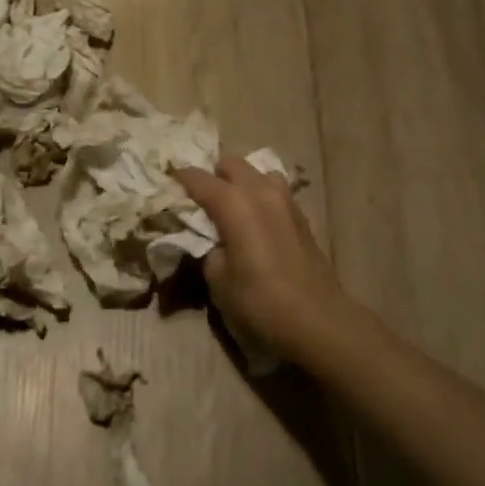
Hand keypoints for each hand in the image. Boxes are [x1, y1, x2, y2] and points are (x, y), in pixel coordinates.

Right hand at [174, 159, 361, 367]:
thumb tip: (210, 239)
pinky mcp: (301, 216)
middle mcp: (260, 191)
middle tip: (200, 201)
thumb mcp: (217, 279)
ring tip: (231, 208)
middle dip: (213, 176)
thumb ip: (207, 248)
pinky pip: (274, 191)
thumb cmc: (259, 301)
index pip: (198, 178)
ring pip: (257, 173)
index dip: (179, 179)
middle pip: (231, 164)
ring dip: (241, 183)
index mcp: (233, 203)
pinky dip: (260, 197)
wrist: (318, 321)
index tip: (166, 184)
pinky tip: (255, 222)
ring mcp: (286, 201)